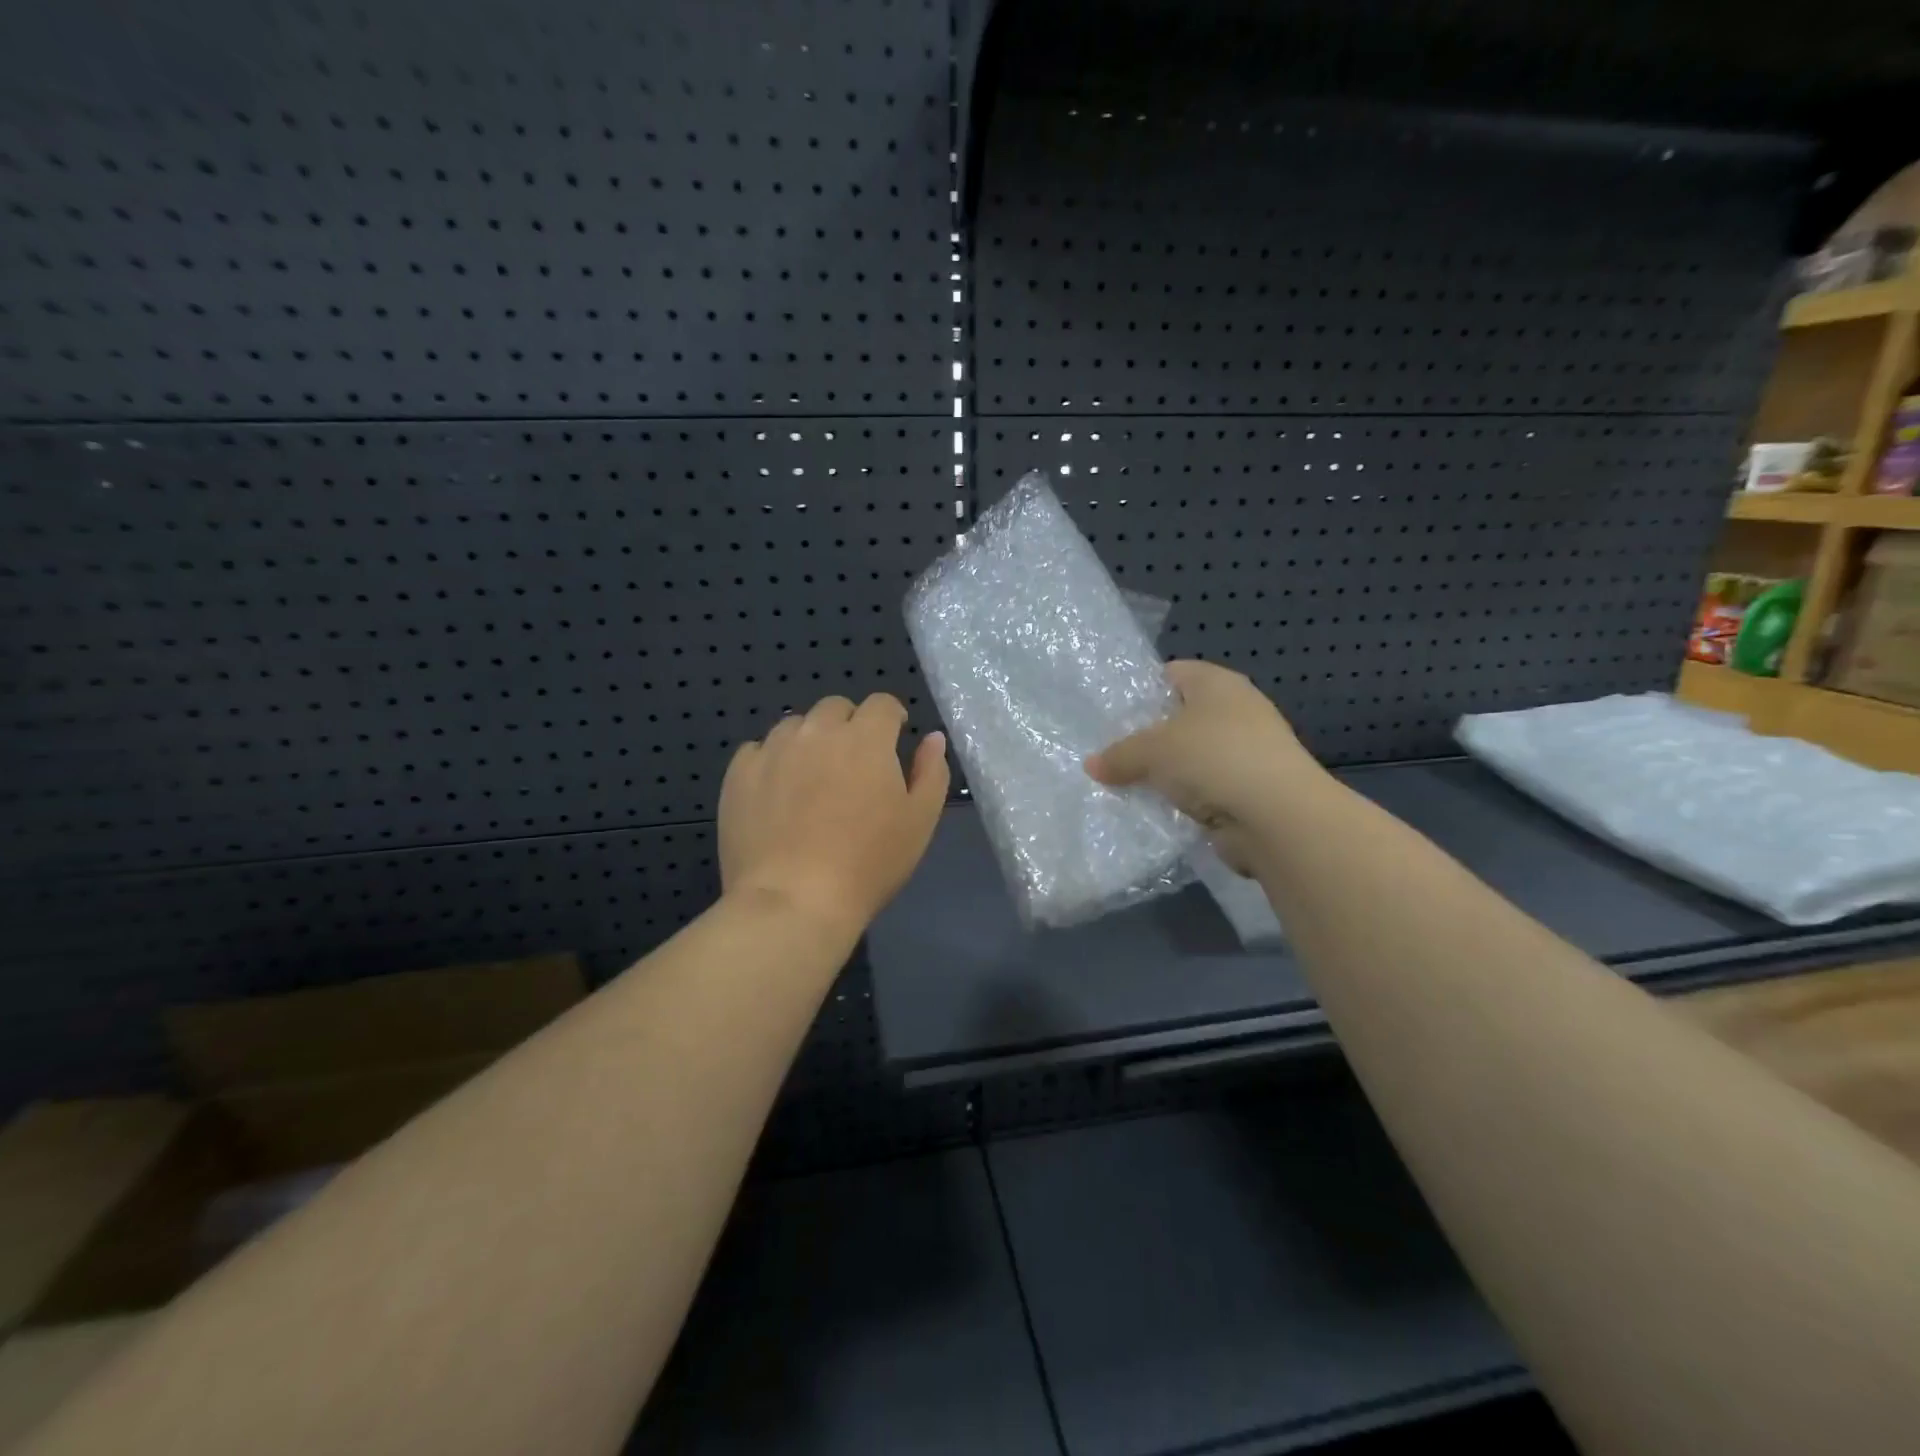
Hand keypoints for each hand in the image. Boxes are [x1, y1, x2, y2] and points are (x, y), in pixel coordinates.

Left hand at [719, 693, 949, 940]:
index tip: (893, 739)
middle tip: (853, 764)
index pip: (882, 704)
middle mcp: (818, 732)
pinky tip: (776, 793)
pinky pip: (758, 750)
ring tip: (812, 778)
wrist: (794, 901)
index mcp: (866, 738)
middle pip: (835, 708)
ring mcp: (773, 749)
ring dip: (809, 740)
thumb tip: (932, 738)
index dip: (891, 717)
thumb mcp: (920, 822)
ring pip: (795, 726)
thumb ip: (931, 772)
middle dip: (849, 725)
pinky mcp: (739, 774)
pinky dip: (771, 761)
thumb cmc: (868, 863)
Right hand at [1086, 661, 1322, 873]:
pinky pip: (1202, 791)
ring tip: (1122, 785)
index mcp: (1217, 684)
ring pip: (1190, 758)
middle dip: (1146, 737)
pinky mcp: (1247, 791)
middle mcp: (1236, 712)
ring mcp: (1245, 753)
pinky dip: (1181, 800)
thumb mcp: (1153, 750)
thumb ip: (1119, 754)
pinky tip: (1153, 811)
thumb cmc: (1214, 758)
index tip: (1110, 713)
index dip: (1141, 689)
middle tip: (1108, 753)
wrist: (1277, 817)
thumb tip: (1091, 765)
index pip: (1172, 674)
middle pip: (1179, 718)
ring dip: (1164, 774)